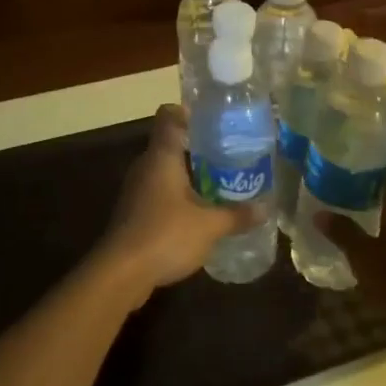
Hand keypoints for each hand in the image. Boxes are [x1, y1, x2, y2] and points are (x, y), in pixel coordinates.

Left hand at [98, 105, 263, 306]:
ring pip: (166, 170)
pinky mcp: (134, 212)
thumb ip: (237, 215)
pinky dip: (179, 196)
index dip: (189, 112)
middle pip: (171, 143)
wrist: (120, 273)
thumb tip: (265, 209)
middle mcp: (146, 165)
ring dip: (190, 175)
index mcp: (162, 155)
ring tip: (221, 183)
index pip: (169, 115)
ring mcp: (137, 189)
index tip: (215, 121)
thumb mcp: (209, 226)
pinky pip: (160, 192)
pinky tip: (199, 212)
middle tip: (230, 155)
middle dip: (200, 148)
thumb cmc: (165, 235)